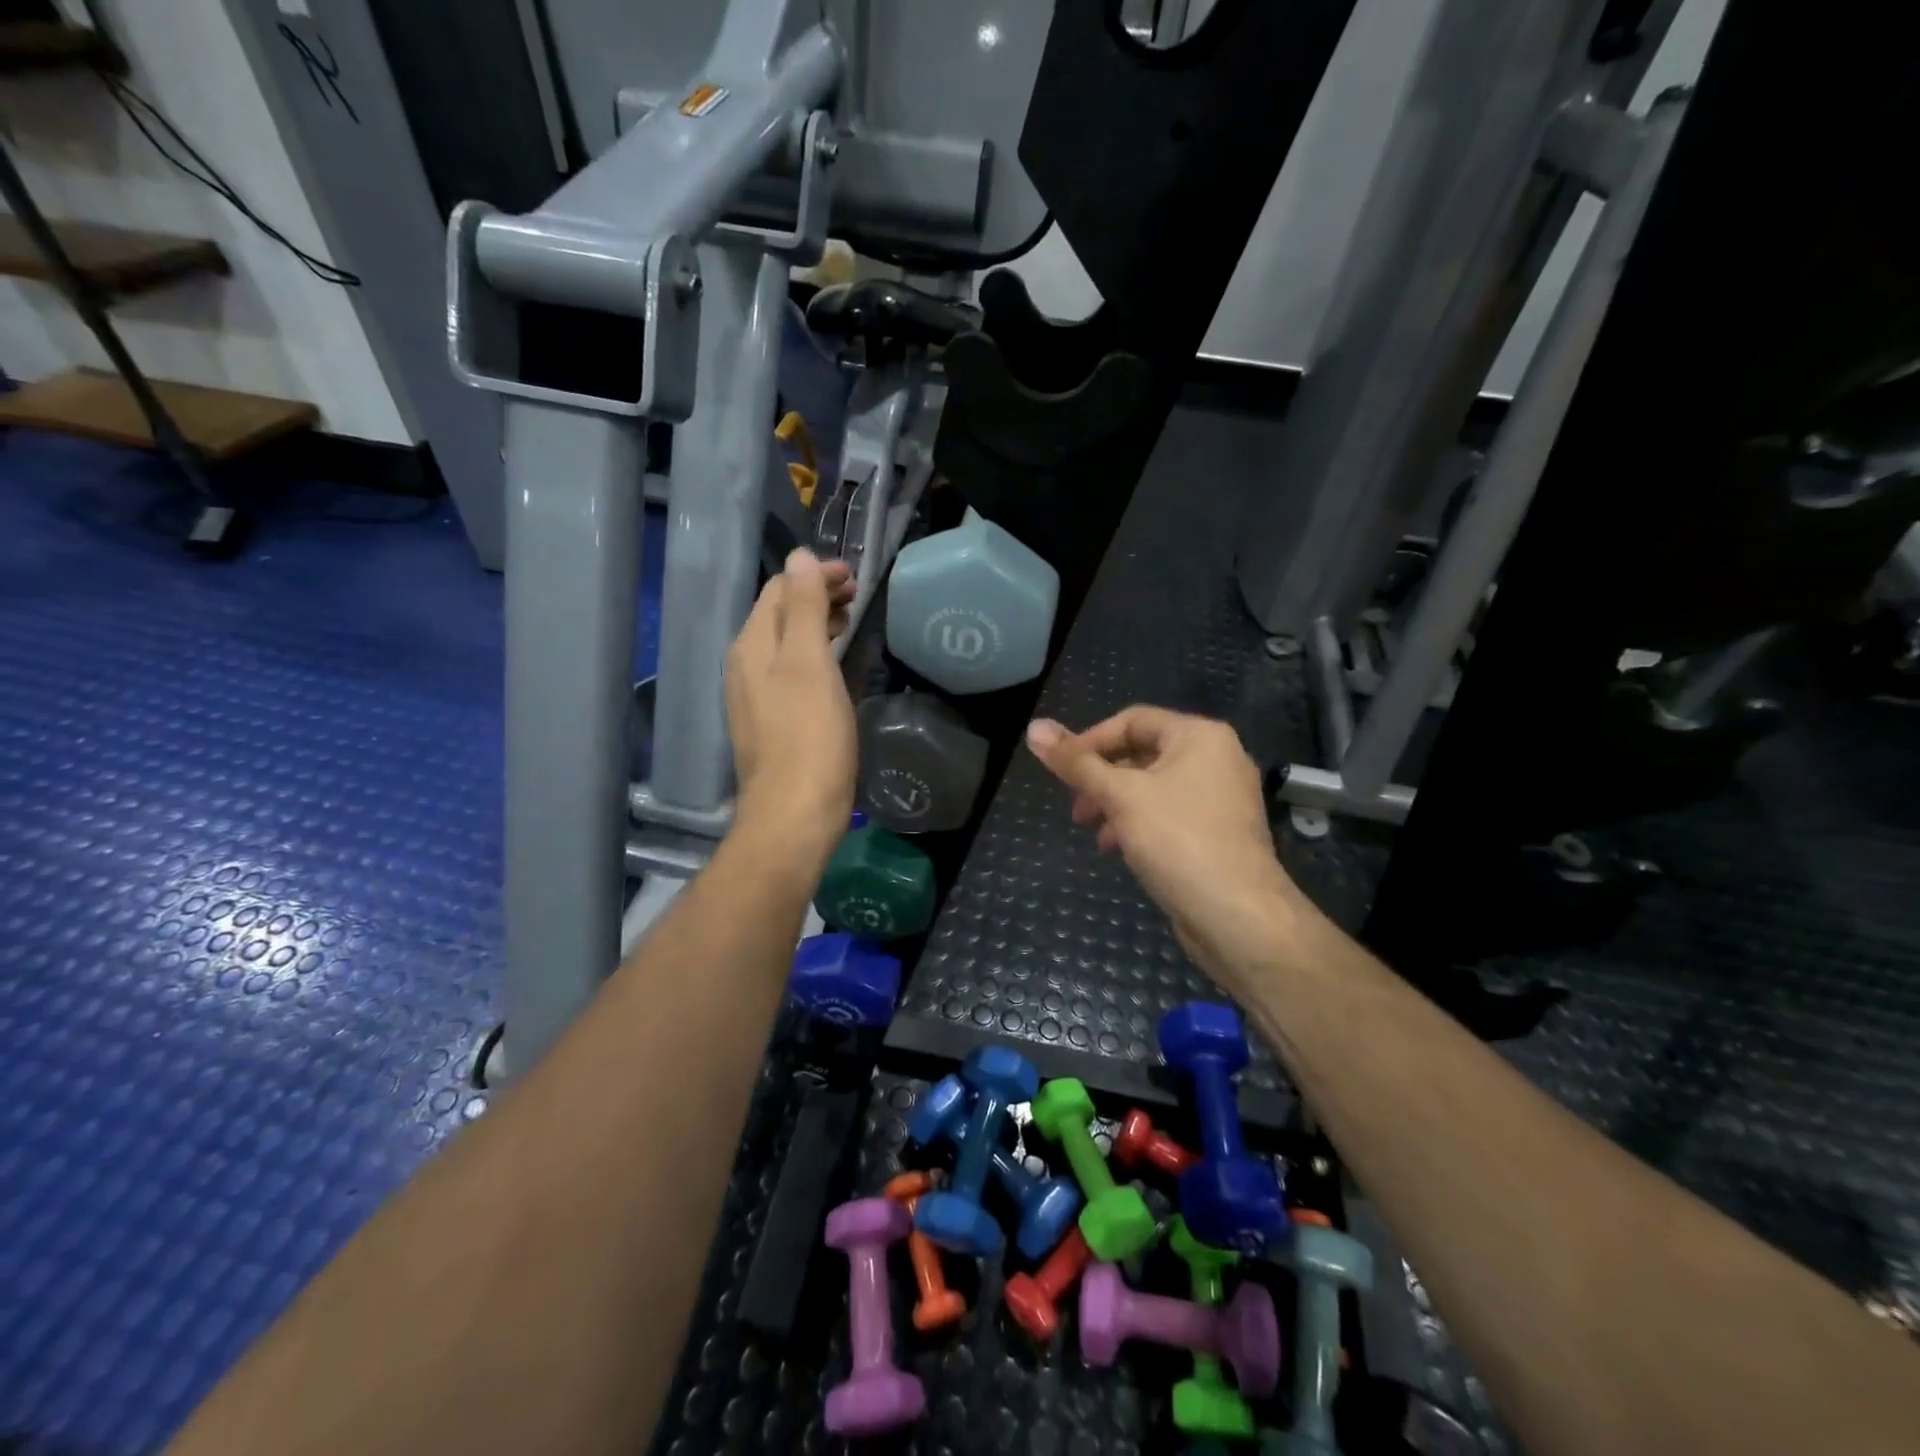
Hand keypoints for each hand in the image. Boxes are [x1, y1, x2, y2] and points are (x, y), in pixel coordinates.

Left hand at [725, 550, 857, 854]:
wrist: (794, 814)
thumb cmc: (809, 736)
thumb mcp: (810, 664)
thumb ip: (804, 609)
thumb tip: (799, 557)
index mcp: (752, 645)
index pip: (780, 589)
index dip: (815, 575)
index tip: (855, 577)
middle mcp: (745, 665)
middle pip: (780, 615)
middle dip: (816, 597)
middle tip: (858, 596)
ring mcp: (755, 697)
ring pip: (785, 644)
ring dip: (816, 625)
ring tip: (850, 622)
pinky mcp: (770, 723)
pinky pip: (790, 672)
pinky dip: (814, 656)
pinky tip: (834, 667)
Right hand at [1025, 707, 1299, 991]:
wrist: (1238, 915)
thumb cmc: (1178, 840)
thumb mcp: (1119, 796)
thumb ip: (1076, 763)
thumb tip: (1033, 727)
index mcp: (1200, 736)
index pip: (1132, 720)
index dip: (1090, 740)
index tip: (1061, 769)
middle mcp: (1217, 758)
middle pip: (1143, 754)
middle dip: (1102, 779)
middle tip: (1076, 807)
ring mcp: (1222, 797)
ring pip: (1154, 788)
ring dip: (1116, 804)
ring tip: (1092, 831)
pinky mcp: (1219, 832)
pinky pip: (1170, 814)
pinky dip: (1140, 823)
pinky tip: (1118, 849)